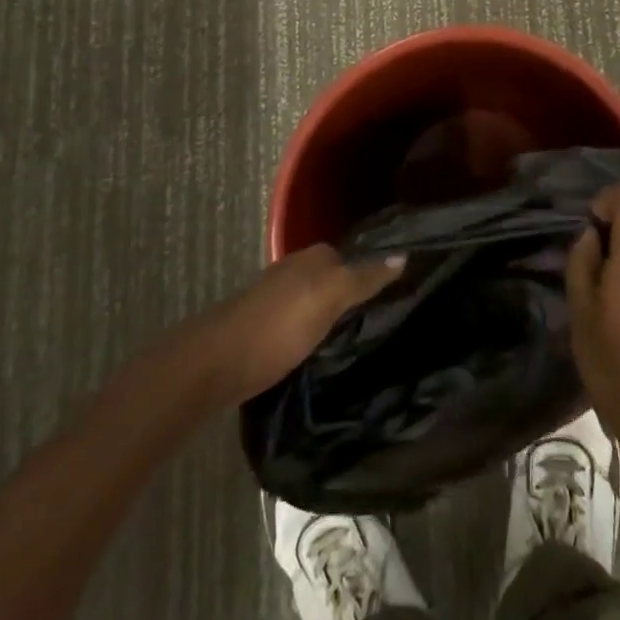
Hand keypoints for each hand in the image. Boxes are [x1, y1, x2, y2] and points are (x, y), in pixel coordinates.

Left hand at [208, 246, 403, 399]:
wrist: (215, 364)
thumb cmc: (278, 326)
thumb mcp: (329, 298)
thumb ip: (365, 278)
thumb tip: (404, 255)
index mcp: (313, 257)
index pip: (355, 257)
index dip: (376, 273)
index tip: (400, 295)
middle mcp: (295, 270)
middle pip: (335, 278)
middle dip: (356, 294)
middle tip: (384, 322)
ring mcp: (277, 299)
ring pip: (318, 301)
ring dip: (335, 316)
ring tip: (360, 340)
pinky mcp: (264, 328)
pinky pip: (302, 323)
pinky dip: (315, 333)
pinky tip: (325, 351)